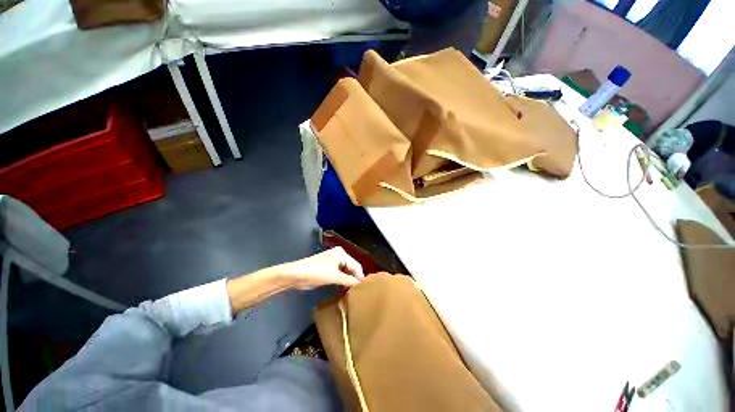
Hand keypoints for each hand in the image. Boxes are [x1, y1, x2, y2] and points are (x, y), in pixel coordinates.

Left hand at [275, 247, 364, 289]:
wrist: (296, 275)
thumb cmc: (316, 272)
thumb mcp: (334, 276)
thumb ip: (349, 280)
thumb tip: (360, 284)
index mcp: (341, 253)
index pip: (356, 265)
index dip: (360, 276)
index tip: (364, 289)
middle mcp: (339, 255)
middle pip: (351, 267)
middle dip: (354, 278)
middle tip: (359, 292)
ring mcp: (333, 261)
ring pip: (346, 271)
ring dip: (348, 280)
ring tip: (353, 292)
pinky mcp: (328, 268)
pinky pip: (340, 274)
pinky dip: (342, 280)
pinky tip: (344, 289)